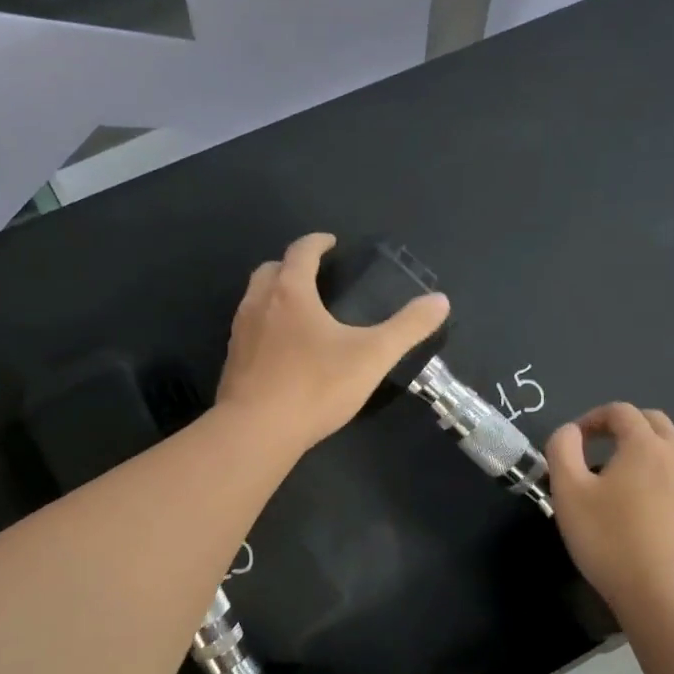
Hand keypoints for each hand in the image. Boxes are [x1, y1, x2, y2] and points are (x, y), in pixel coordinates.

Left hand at [216, 233, 450, 452]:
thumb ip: (408, 327)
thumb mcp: (372, 356)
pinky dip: (265, 327)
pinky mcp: (232, 363)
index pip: (301, 251)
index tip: (330, 243)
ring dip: (274, 295)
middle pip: (270, 270)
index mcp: (290, 292)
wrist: (257, 431)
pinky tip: (282, 351)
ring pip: (253, 300)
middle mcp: (258, 304)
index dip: (317, 242)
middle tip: (313, 275)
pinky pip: (248, 331)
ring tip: (299, 311)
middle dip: (291, 266)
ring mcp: (239, 334)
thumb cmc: (316, 386)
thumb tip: (440, 300)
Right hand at [546, 404, 673, 616]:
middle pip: (654, 422)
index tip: (574, 440)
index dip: (593, 418)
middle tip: (598, 447)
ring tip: (625, 470)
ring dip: (649, 446)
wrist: (663, 593)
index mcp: (645, 445)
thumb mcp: (568, 492)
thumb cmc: (608, 539)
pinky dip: (665, 471)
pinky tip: (647, 500)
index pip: (620, 411)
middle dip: (624, 426)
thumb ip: (562, 450)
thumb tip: (569, 432)